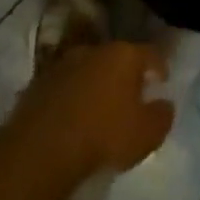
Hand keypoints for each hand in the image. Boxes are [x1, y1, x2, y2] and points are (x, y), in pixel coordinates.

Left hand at [6, 41, 172, 176]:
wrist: (41, 149)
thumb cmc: (104, 135)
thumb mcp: (148, 133)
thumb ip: (162, 114)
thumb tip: (163, 103)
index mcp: (123, 55)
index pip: (151, 54)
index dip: (160, 67)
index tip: (162, 83)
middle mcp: (91, 50)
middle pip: (116, 58)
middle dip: (125, 74)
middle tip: (132, 96)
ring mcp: (60, 65)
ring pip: (87, 70)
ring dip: (96, 84)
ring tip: (100, 108)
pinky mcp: (36, 84)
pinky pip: (64, 87)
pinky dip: (72, 97)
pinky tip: (74, 117)